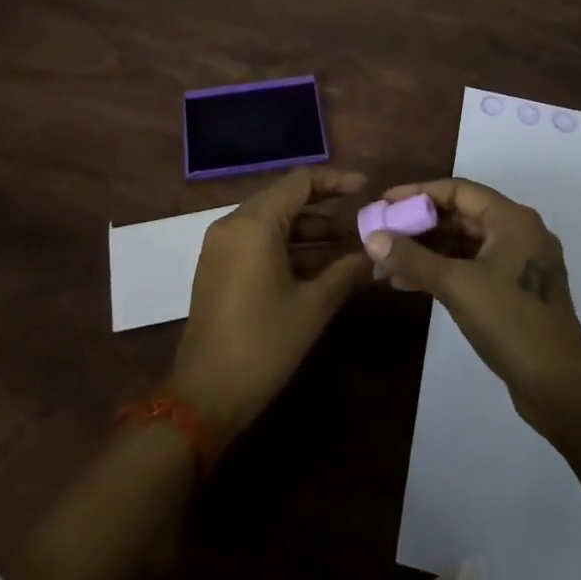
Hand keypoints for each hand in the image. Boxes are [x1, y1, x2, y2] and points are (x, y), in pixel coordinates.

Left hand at [171, 167, 371, 448]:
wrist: (204, 398)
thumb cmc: (262, 346)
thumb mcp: (312, 307)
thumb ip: (346, 272)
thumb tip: (376, 256)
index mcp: (254, 224)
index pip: (300, 182)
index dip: (335, 181)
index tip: (366, 188)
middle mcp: (234, 224)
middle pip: (286, 197)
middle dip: (326, 207)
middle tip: (362, 217)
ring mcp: (223, 245)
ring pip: (274, 221)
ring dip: (310, 230)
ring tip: (351, 244)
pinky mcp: (220, 266)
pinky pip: (259, 240)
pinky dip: (290, 246)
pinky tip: (322, 264)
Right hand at [367, 177, 580, 432]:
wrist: (561, 388)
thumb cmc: (511, 322)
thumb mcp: (457, 285)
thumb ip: (413, 259)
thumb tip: (372, 237)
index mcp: (512, 219)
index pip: (458, 190)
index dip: (418, 193)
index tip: (385, 202)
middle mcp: (518, 233)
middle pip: (461, 215)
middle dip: (420, 225)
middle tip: (382, 233)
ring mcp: (518, 264)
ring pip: (464, 244)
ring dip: (427, 251)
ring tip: (387, 263)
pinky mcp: (514, 292)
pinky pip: (472, 267)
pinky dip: (443, 271)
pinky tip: (410, 283)